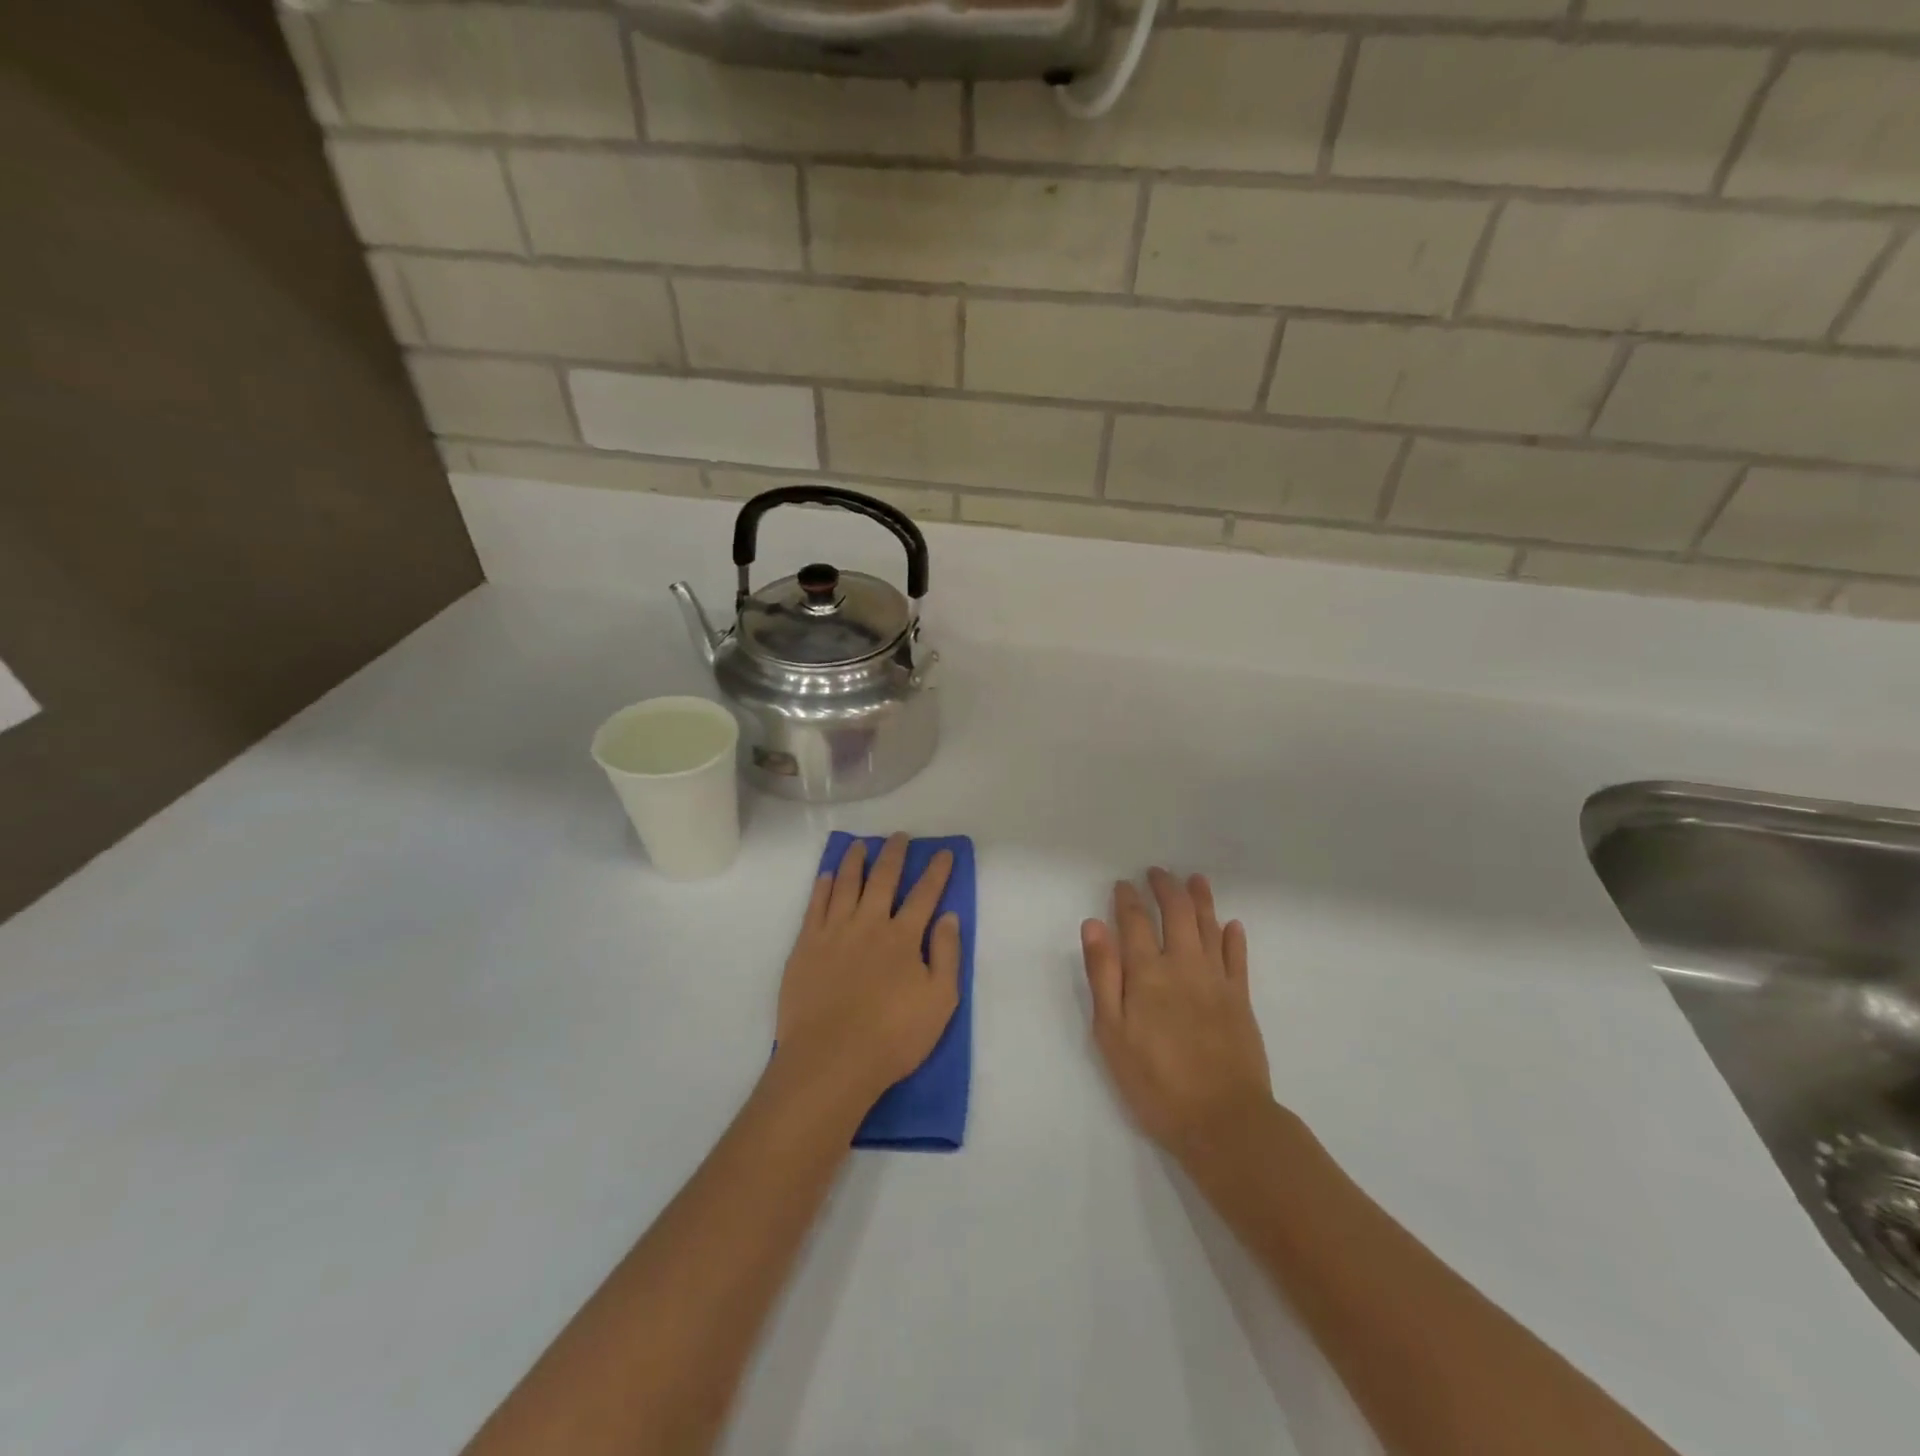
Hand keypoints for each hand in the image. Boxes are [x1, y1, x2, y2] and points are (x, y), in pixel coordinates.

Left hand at [775, 834, 961, 1108]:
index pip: (924, 895)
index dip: (936, 872)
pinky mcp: (806, 946)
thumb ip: (947, 955)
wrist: (831, 1059)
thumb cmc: (893, 1036)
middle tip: (899, 836)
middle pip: (883, 879)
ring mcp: (834, 932)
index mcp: (904, 937)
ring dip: (856, 861)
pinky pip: (815, 906)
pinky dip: (824, 886)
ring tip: (861, 844)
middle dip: (894, 855)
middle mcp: (869, 924)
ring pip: (846, 884)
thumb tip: (949, 916)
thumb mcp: (940, 1001)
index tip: (943, 852)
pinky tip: (828, 875)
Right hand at [1082, 868, 1273, 1158]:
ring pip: (1209, 926)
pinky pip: (1237, 958)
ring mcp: (1216, 980)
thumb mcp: (1111, 1033)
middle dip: (1165, 888)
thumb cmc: (1155, 1082)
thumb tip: (1094, 925)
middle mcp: (1183, 965)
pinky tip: (1231, 924)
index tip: (1123, 884)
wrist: (1223, 1120)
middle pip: (1176, 913)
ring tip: (1194, 879)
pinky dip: (1233, 937)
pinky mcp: (1241, 999)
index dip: (1127, 899)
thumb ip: (1103, 975)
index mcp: (1147, 973)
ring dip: (1201, 899)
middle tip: (1157, 872)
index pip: (1134, 922)